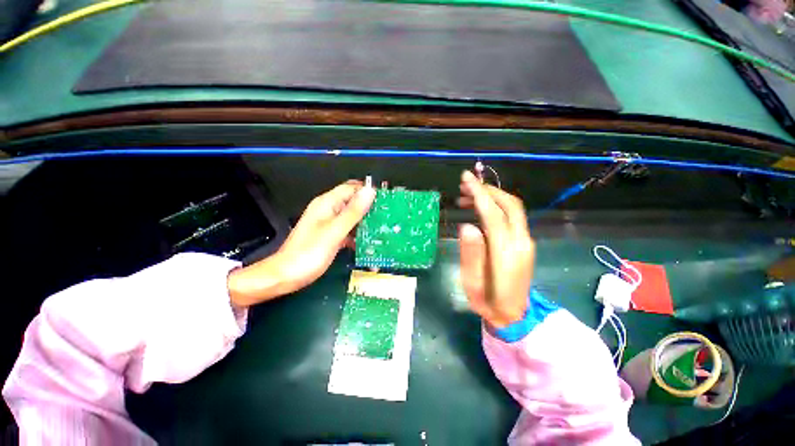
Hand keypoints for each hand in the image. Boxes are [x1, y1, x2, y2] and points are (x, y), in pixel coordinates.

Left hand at [228, 180, 375, 306]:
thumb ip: (353, 211)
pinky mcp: (329, 235)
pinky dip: (357, 233)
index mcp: (327, 203)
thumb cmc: (309, 253)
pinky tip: (366, 241)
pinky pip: (347, 229)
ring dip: (365, 221)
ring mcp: (328, 223)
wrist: (286, 276)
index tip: (386, 200)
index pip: (352, 188)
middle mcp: (328, 209)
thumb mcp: (335, 231)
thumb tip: (370, 191)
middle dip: (369, 207)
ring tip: (381, 228)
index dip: (368, 191)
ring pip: (351, 216)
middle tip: (386, 216)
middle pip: (352, 201)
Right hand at [458, 170, 534, 328]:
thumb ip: (471, 254)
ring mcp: (526, 242)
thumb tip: (466, 226)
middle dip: (487, 189)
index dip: (479, 194)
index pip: (493, 215)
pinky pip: (512, 216)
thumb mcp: (471, 283)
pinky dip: (496, 205)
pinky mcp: (525, 242)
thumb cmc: (488, 302)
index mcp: (506, 253)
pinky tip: (480, 208)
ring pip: (513, 208)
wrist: (514, 315)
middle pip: (509, 205)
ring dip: (492, 196)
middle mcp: (521, 242)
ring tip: (467, 196)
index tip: (466, 178)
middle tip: (465, 184)